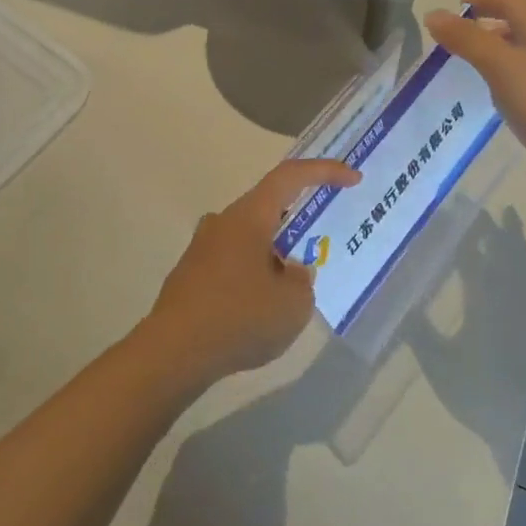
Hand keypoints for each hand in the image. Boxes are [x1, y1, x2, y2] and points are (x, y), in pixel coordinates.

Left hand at [140, 158, 360, 384]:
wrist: (173, 353)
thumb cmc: (239, 318)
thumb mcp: (294, 304)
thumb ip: (302, 280)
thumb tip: (290, 271)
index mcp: (248, 217)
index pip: (289, 177)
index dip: (324, 171)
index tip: (352, 178)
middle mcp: (221, 223)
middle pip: (268, 208)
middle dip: (300, 221)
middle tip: (323, 243)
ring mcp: (200, 249)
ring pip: (249, 238)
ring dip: (276, 252)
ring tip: (295, 286)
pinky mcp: (190, 276)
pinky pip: (233, 263)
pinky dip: (254, 274)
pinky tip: (262, 308)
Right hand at [424, 0, 525, 190]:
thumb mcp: (499, 66)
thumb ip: (467, 40)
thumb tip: (434, 14)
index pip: (512, 2)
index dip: (484, 0)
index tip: (457, 7)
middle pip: (521, 26)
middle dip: (490, 26)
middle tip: (460, 39)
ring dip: (500, 53)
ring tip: (474, 67)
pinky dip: (511, 78)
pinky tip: (501, 98)